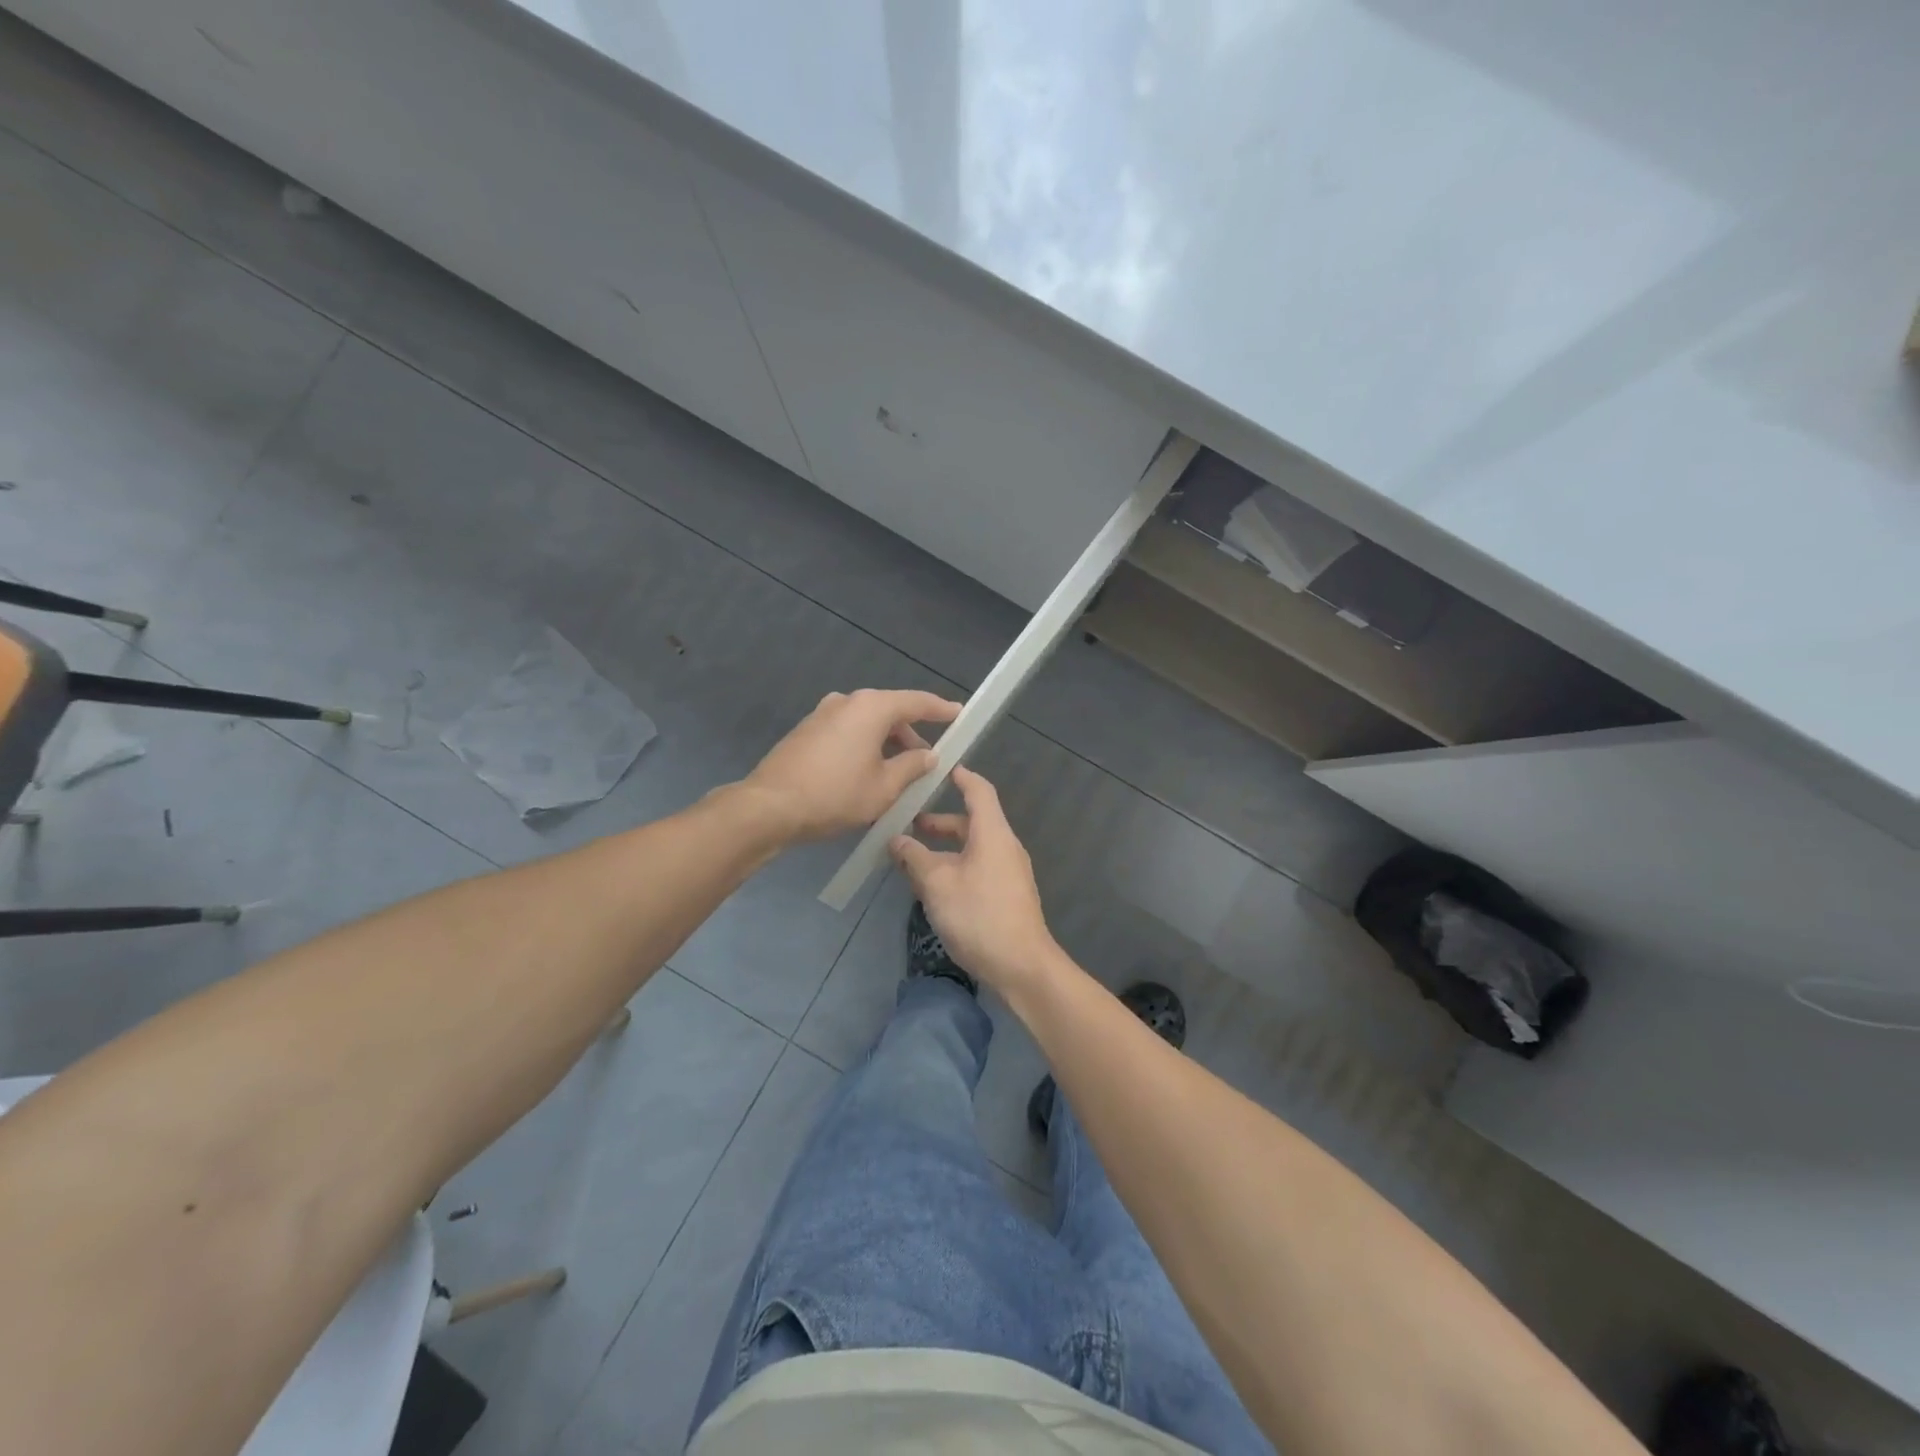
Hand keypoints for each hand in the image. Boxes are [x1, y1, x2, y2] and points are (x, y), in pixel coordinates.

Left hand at [743, 689, 961, 843]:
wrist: (769, 807)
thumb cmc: (835, 795)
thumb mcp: (884, 787)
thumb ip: (912, 767)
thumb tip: (928, 755)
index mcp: (871, 707)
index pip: (917, 702)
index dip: (941, 709)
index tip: (959, 715)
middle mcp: (846, 701)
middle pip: (890, 712)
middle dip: (911, 736)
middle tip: (927, 763)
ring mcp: (822, 714)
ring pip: (867, 724)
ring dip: (886, 744)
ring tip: (898, 775)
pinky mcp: (806, 731)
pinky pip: (847, 732)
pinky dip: (864, 746)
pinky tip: (867, 774)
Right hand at [888, 766, 1058, 995]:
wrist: (1022, 966)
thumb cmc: (979, 915)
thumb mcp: (937, 884)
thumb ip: (914, 858)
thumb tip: (896, 840)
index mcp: (993, 833)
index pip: (979, 790)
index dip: (960, 776)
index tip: (939, 768)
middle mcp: (1005, 846)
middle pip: (973, 821)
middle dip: (941, 821)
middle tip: (908, 823)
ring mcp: (1009, 872)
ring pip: (973, 847)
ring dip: (945, 848)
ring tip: (913, 858)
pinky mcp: (1007, 895)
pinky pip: (978, 867)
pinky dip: (955, 865)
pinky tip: (933, 886)